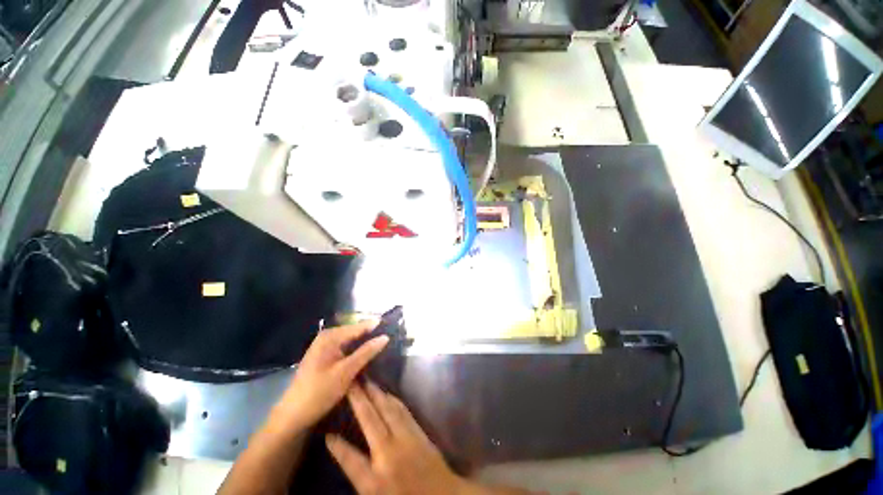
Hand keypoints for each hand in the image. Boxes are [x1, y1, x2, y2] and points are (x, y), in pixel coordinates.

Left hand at [272, 322, 388, 432]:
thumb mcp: (347, 371)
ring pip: (351, 341)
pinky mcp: (325, 357)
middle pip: (355, 332)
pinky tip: (367, 356)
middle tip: (390, 339)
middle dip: (371, 335)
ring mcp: (325, 346)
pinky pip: (345, 349)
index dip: (376, 327)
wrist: (293, 415)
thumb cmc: (319, 391)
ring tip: (383, 346)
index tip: (394, 326)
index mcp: (331, 336)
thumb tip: (385, 337)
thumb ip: (366, 352)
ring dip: (365, 344)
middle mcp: (327, 336)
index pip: (359, 326)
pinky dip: (356, 351)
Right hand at [326, 381, 470, 494]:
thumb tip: (344, 451)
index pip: (350, 460)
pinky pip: (403, 411)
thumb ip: (360, 474)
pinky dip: (393, 400)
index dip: (338, 447)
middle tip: (352, 382)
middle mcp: (389, 454)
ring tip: (367, 382)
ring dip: (376, 395)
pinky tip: (388, 394)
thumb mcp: (377, 494)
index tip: (328, 433)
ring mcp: (406, 439)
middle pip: (370, 420)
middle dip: (359, 400)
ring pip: (388, 410)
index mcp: (374, 480)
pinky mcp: (419, 432)